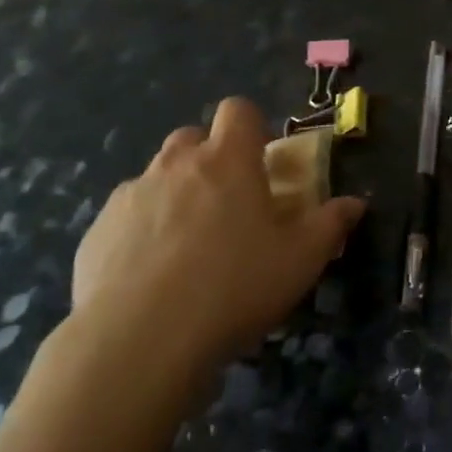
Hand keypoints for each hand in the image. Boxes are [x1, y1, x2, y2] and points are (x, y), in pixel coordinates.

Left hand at [70, 100, 364, 373]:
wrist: (139, 341)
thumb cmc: (234, 287)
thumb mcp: (301, 260)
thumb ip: (331, 224)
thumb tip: (355, 203)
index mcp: (227, 160)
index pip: (238, 110)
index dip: (252, 126)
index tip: (262, 160)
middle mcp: (175, 165)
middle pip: (192, 137)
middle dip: (210, 157)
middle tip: (228, 202)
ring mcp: (130, 196)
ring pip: (156, 176)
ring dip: (175, 194)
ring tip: (188, 245)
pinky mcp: (96, 232)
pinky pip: (126, 216)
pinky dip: (141, 231)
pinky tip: (150, 275)